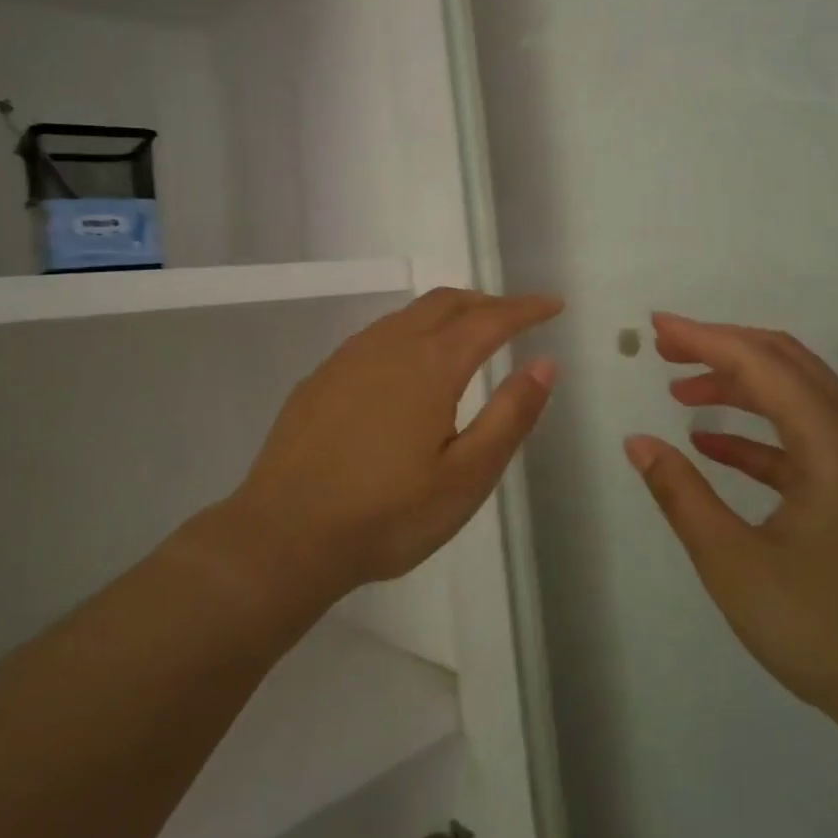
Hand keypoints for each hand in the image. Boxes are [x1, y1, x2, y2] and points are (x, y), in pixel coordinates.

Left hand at [229, 289, 561, 596]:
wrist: (284, 535)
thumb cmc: (386, 514)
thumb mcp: (465, 477)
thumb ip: (510, 416)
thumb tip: (545, 364)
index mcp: (430, 365)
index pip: (490, 320)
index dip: (526, 308)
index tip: (553, 304)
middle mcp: (389, 346)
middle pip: (446, 302)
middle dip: (486, 302)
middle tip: (514, 317)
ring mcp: (348, 357)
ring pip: (408, 315)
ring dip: (446, 314)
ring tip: (468, 335)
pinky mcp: (321, 376)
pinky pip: (378, 335)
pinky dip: (410, 333)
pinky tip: (408, 367)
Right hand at [625, 313, 837, 744]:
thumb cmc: (830, 632)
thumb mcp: (736, 566)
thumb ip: (682, 495)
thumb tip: (639, 443)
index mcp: (834, 443)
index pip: (760, 363)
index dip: (703, 338)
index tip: (656, 327)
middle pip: (786, 363)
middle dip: (721, 349)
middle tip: (664, 350)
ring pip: (799, 396)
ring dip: (740, 386)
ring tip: (682, 392)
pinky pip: (810, 438)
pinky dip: (761, 432)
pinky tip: (715, 445)